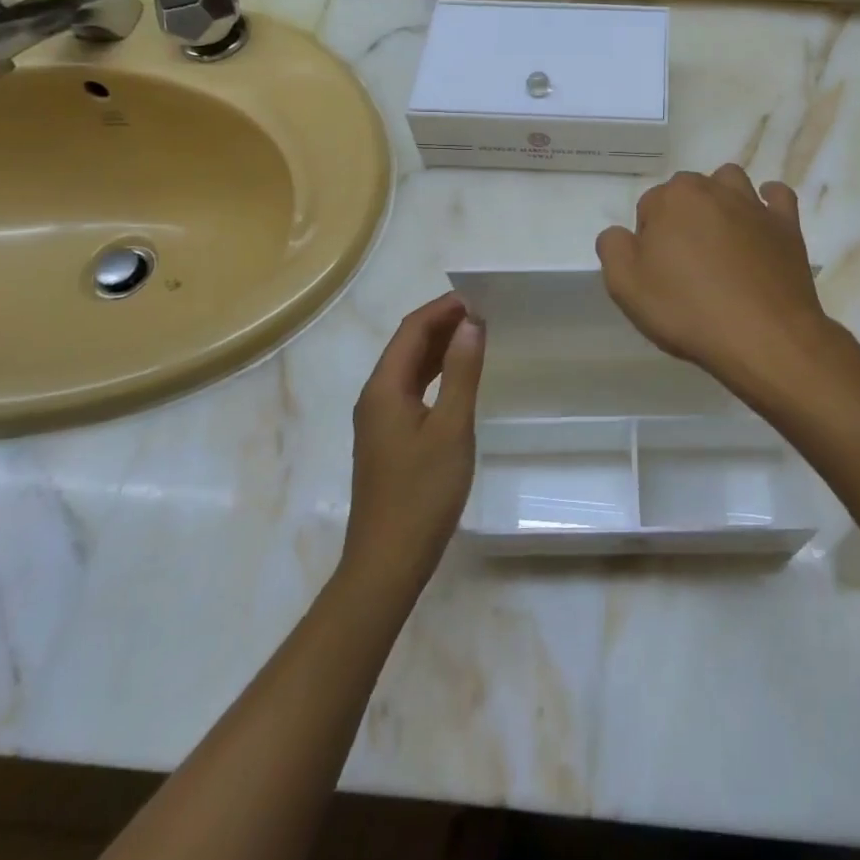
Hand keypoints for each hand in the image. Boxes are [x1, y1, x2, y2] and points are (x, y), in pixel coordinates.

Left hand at [340, 293, 484, 594]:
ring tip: (477, 336)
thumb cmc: (422, 493)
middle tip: (484, 312)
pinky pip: (411, 390)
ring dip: (439, 348)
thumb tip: (472, 323)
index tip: (479, 297)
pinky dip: (436, 374)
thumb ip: (463, 373)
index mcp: (384, 388)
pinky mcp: (388, 440)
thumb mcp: (451, 428)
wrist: (387, 562)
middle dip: (442, 323)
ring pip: (409, 369)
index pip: (412, 330)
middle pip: (407, 346)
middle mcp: (375, 397)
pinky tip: (458, 379)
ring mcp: (379, 420)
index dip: (443, 308)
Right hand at [596, 165, 833, 392]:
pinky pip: (777, 197)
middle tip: (683, 264)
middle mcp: (713, 189)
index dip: (648, 240)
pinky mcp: (786, 225)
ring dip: (720, 200)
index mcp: (672, 199)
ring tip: (718, 239)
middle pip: (687, 192)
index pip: (648, 208)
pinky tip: (760, 223)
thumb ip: (613, 248)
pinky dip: (767, 203)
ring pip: (729, 183)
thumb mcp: (626, 287)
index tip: (656, 273)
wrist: (764, 336)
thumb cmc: (688, 310)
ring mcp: (754, 205)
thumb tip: (619, 233)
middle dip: (681, 217)